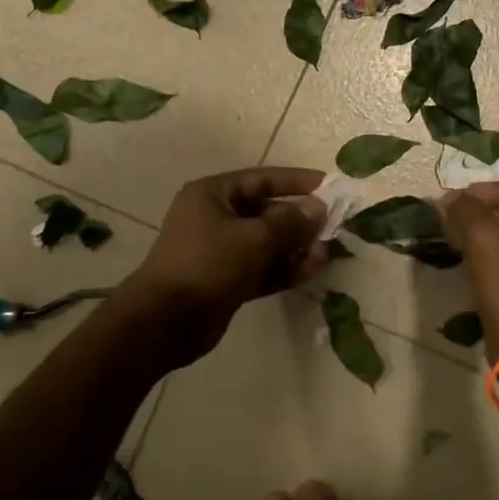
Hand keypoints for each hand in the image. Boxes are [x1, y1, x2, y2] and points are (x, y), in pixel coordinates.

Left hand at [125, 168, 329, 358]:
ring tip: (326, 253)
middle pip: (266, 212)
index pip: (261, 179)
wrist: (167, 320)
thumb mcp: (255, 237)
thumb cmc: (208, 264)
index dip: (296, 181)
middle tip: (331, 226)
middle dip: (299, 220)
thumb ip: (291, 222)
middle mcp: (215, 218)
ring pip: (267, 243)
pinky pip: (262, 268)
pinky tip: (312, 269)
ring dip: (296, 247)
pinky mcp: (227, 281)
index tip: (327, 184)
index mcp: (213, 195)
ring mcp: (220, 251)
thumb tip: (318, 208)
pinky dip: (284, 268)